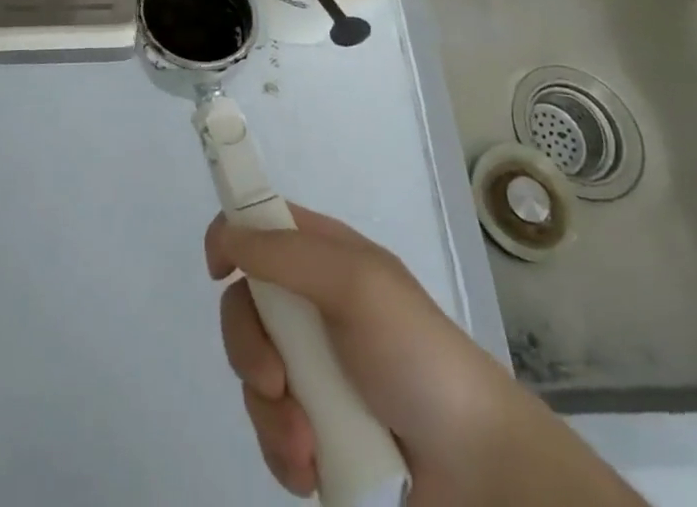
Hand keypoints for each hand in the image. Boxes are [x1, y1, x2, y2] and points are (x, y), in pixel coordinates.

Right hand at [206, 207, 643, 506]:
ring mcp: (313, 370)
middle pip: (243, 306)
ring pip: (252, 377)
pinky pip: (270, 432)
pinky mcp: (316, 429)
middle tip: (275, 381)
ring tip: (309, 445)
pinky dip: (283, 452)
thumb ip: (287, 253)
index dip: (232, 237)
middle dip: (248, 349)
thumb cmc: (416, 356)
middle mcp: (311, 306)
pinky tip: (312, 469)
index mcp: (323, 257)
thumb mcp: (356, 284)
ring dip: (271, 415)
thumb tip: (227, 234)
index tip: (219, 269)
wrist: (478, 471)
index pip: (259, 224)